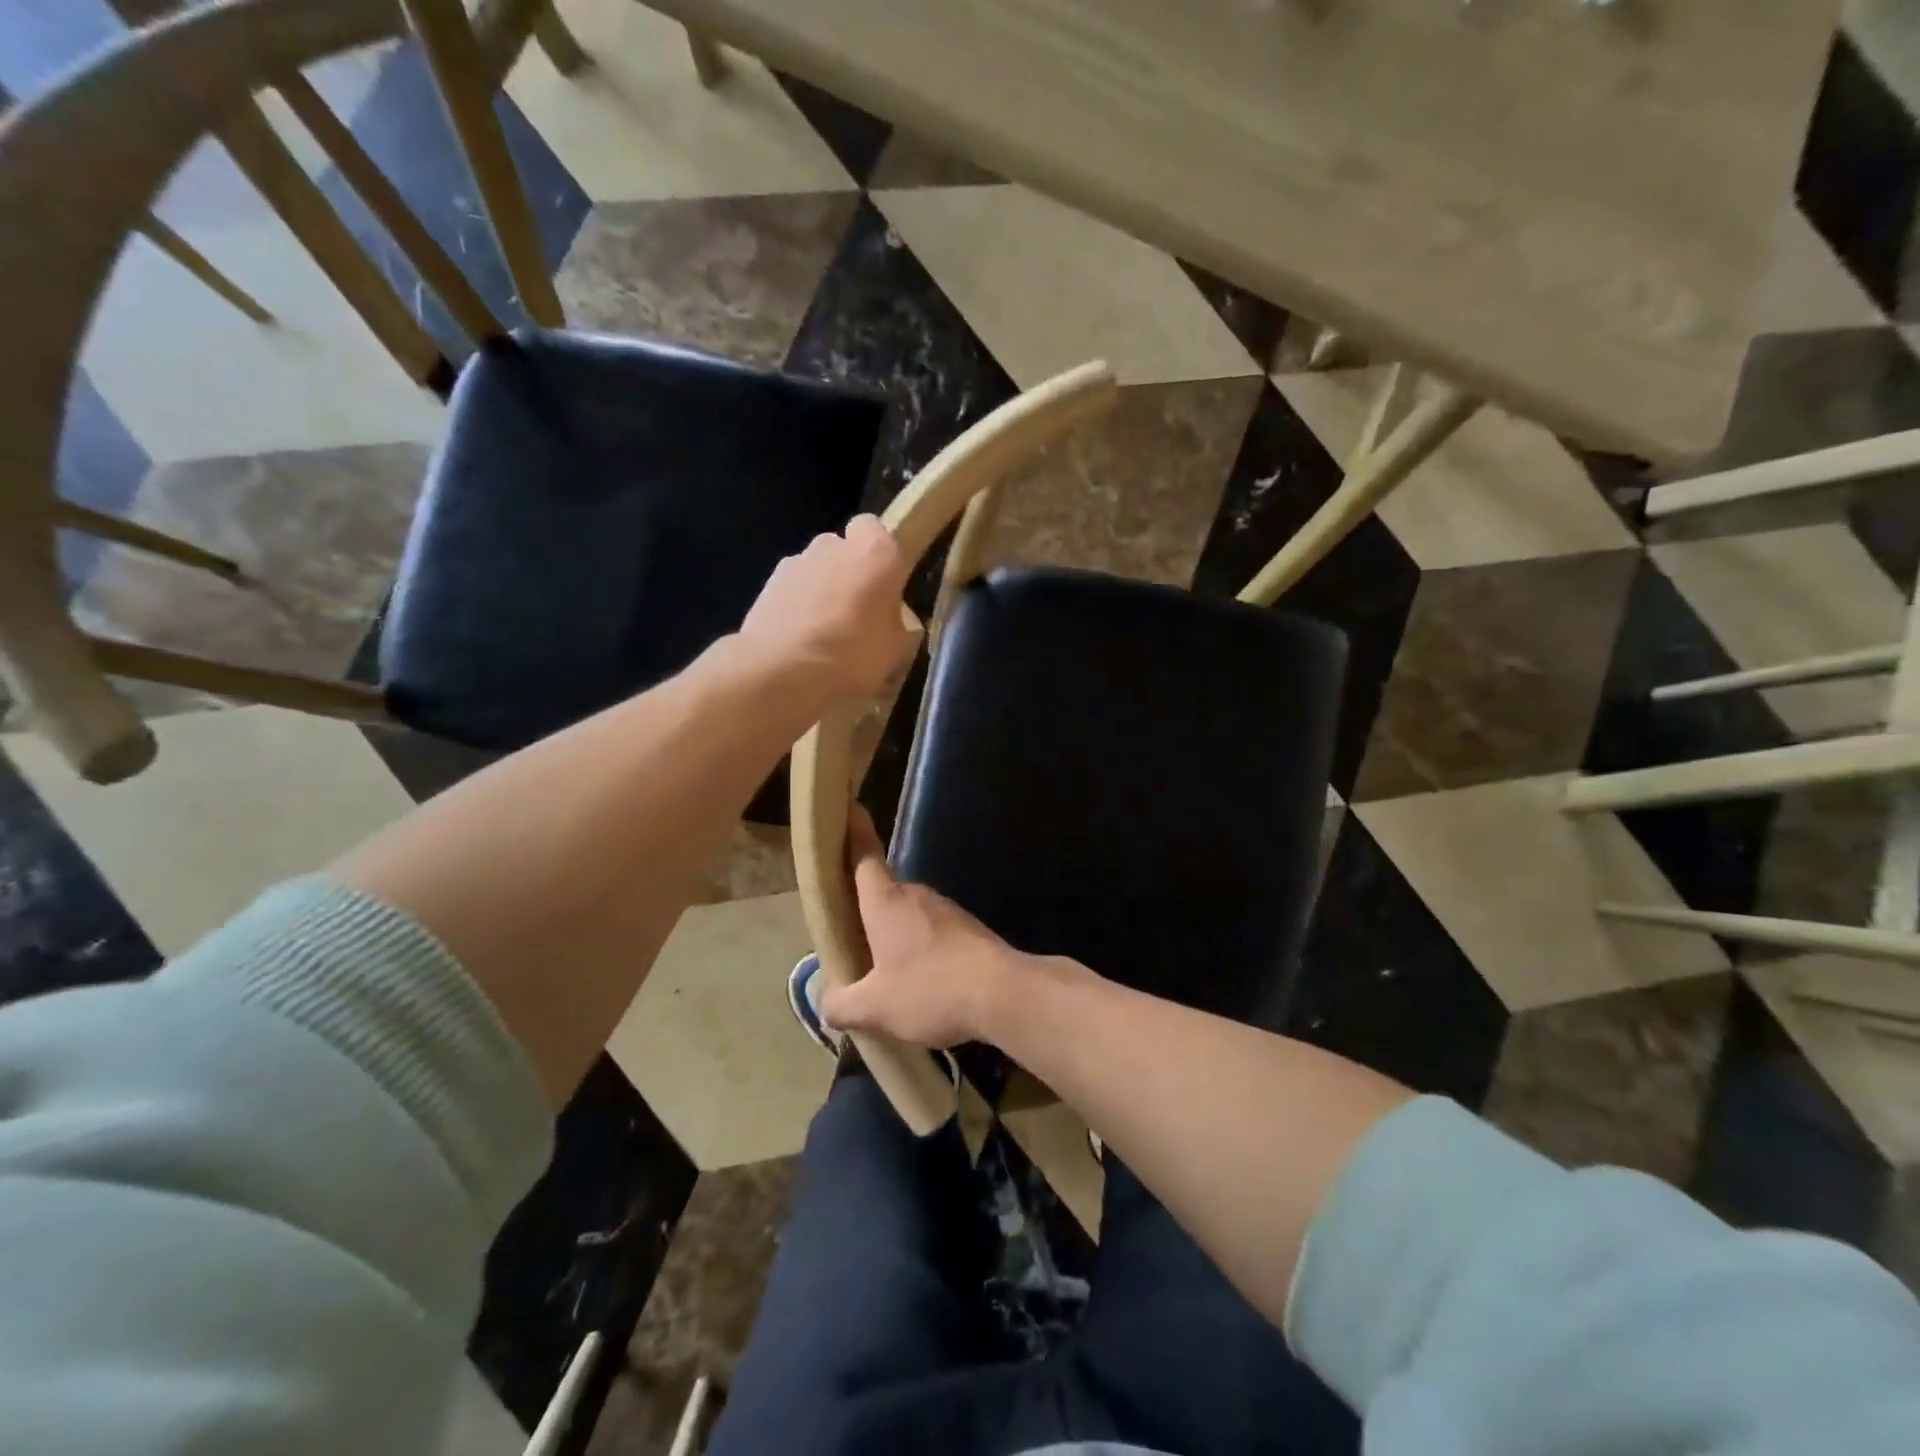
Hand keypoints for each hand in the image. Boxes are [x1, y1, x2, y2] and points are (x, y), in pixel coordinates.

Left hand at [737, 515, 917, 700]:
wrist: (781, 670)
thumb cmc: (853, 653)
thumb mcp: (897, 650)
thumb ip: (896, 624)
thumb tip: (889, 622)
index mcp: (874, 552)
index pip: (876, 530)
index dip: (879, 556)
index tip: (884, 585)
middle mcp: (832, 546)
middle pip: (843, 551)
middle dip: (849, 574)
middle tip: (857, 614)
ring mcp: (795, 563)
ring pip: (815, 572)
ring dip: (821, 593)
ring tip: (824, 636)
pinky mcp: (766, 585)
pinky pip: (792, 593)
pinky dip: (797, 609)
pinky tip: (800, 644)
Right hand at [817, 811, 1030, 1047]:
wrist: (1005, 994)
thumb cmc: (931, 990)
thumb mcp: (874, 1008)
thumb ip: (840, 1003)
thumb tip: (826, 999)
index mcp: (886, 901)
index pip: (863, 855)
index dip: (852, 833)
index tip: (848, 809)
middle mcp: (915, 895)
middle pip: (882, 892)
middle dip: (864, 911)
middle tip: (846, 939)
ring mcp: (946, 910)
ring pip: (907, 916)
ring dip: (893, 936)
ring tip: (882, 974)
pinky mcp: (968, 929)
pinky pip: (931, 933)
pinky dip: (919, 950)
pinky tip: (919, 985)